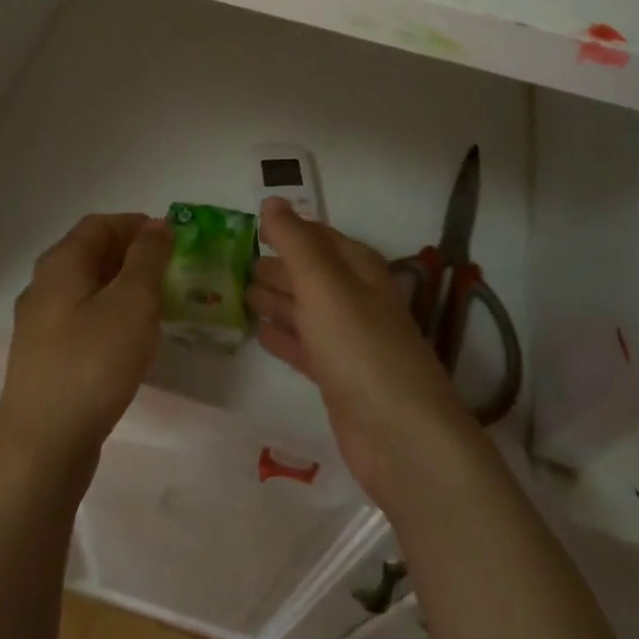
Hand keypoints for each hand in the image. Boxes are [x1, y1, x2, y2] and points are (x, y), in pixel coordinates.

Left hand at [0, 214, 171, 482]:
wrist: (42, 447)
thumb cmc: (93, 363)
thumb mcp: (133, 302)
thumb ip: (148, 258)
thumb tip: (156, 226)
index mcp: (61, 263)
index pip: (100, 224)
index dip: (135, 224)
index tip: (170, 241)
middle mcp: (43, 285)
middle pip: (90, 253)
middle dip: (131, 255)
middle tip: (168, 271)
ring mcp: (38, 324)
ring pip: (86, 288)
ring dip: (121, 286)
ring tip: (156, 305)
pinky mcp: (43, 358)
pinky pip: (80, 319)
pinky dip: (108, 315)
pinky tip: (128, 341)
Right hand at [248, 199, 480, 506]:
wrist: (402, 437)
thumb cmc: (360, 347)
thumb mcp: (323, 285)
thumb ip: (295, 242)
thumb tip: (272, 201)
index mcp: (359, 269)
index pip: (318, 237)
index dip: (287, 230)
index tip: (251, 227)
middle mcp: (355, 299)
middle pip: (310, 274)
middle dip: (277, 266)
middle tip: (236, 264)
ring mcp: (348, 340)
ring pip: (305, 310)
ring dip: (276, 299)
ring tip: (241, 293)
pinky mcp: (338, 378)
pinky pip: (304, 346)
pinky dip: (282, 337)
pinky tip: (259, 334)